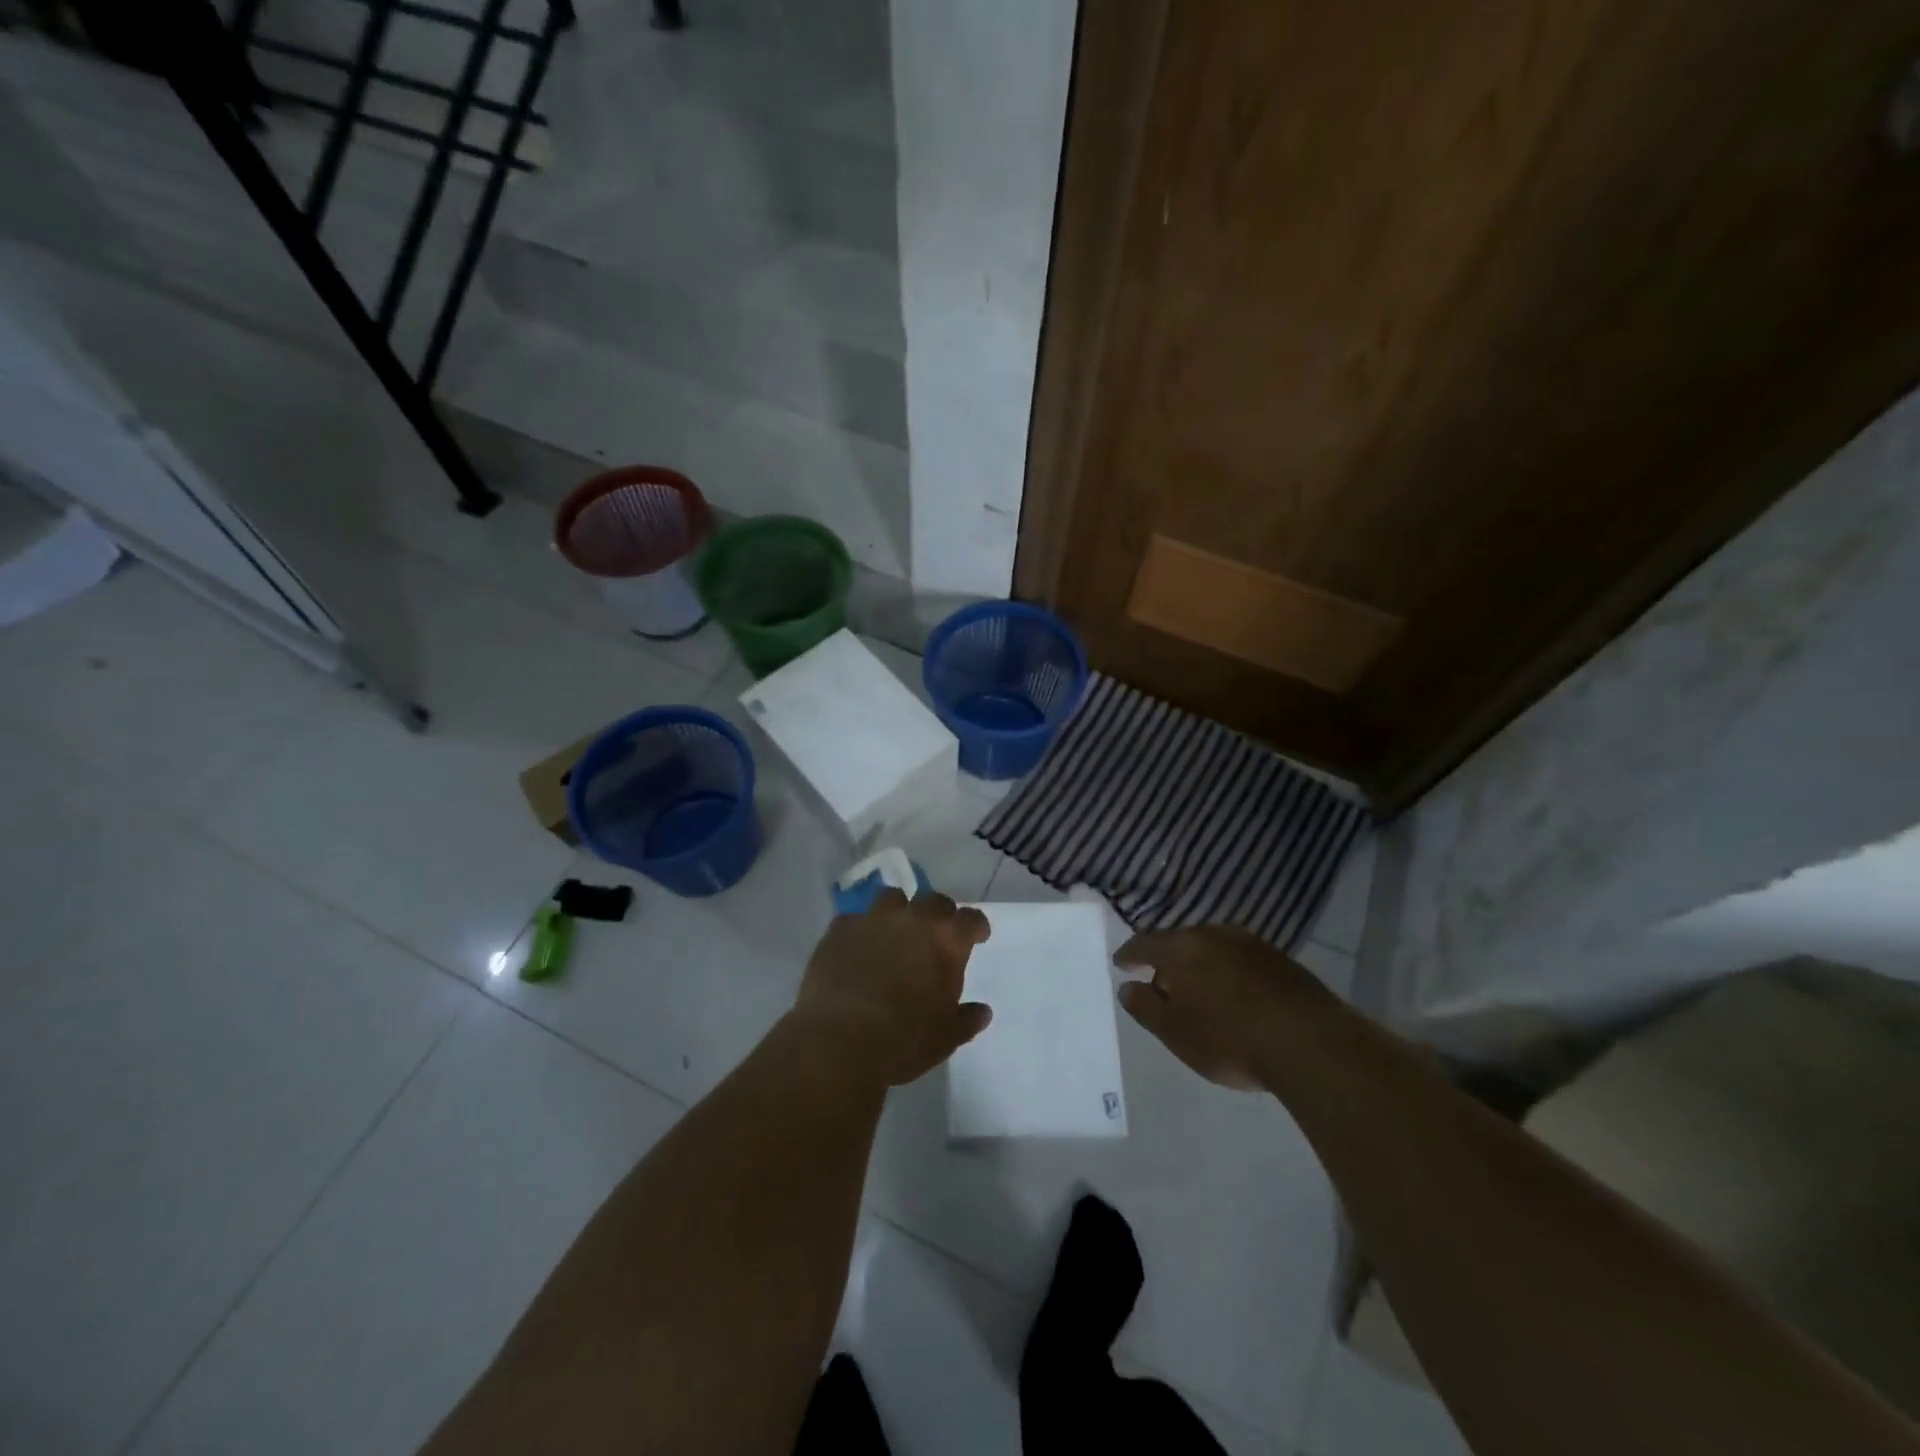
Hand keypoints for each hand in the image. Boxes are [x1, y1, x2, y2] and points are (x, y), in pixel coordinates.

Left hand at [790, 890, 992, 1087]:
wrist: (838, 1042)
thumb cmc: (903, 1041)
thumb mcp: (946, 1038)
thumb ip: (966, 1019)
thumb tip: (982, 1011)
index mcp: (946, 941)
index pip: (971, 919)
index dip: (976, 927)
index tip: (977, 937)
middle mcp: (913, 919)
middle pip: (934, 901)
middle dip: (940, 915)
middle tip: (936, 935)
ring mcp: (873, 919)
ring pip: (893, 898)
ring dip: (899, 911)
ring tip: (895, 932)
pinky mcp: (840, 929)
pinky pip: (855, 919)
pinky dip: (861, 929)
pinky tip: (858, 947)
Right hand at [1114, 925, 1332, 1090]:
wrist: (1309, 1044)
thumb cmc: (1230, 1039)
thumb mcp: (1176, 1032)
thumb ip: (1145, 1007)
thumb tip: (1127, 987)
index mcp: (1183, 947)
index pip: (1145, 943)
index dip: (1130, 954)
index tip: (1120, 964)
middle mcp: (1214, 934)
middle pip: (1180, 941)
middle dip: (1166, 960)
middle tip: (1159, 983)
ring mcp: (1251, 944)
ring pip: (1212, 948)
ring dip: (1199, 965)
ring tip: (1197, 990)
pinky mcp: (1280, 960)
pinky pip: (1239, 959)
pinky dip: (1227, 972)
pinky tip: (1232, 994)